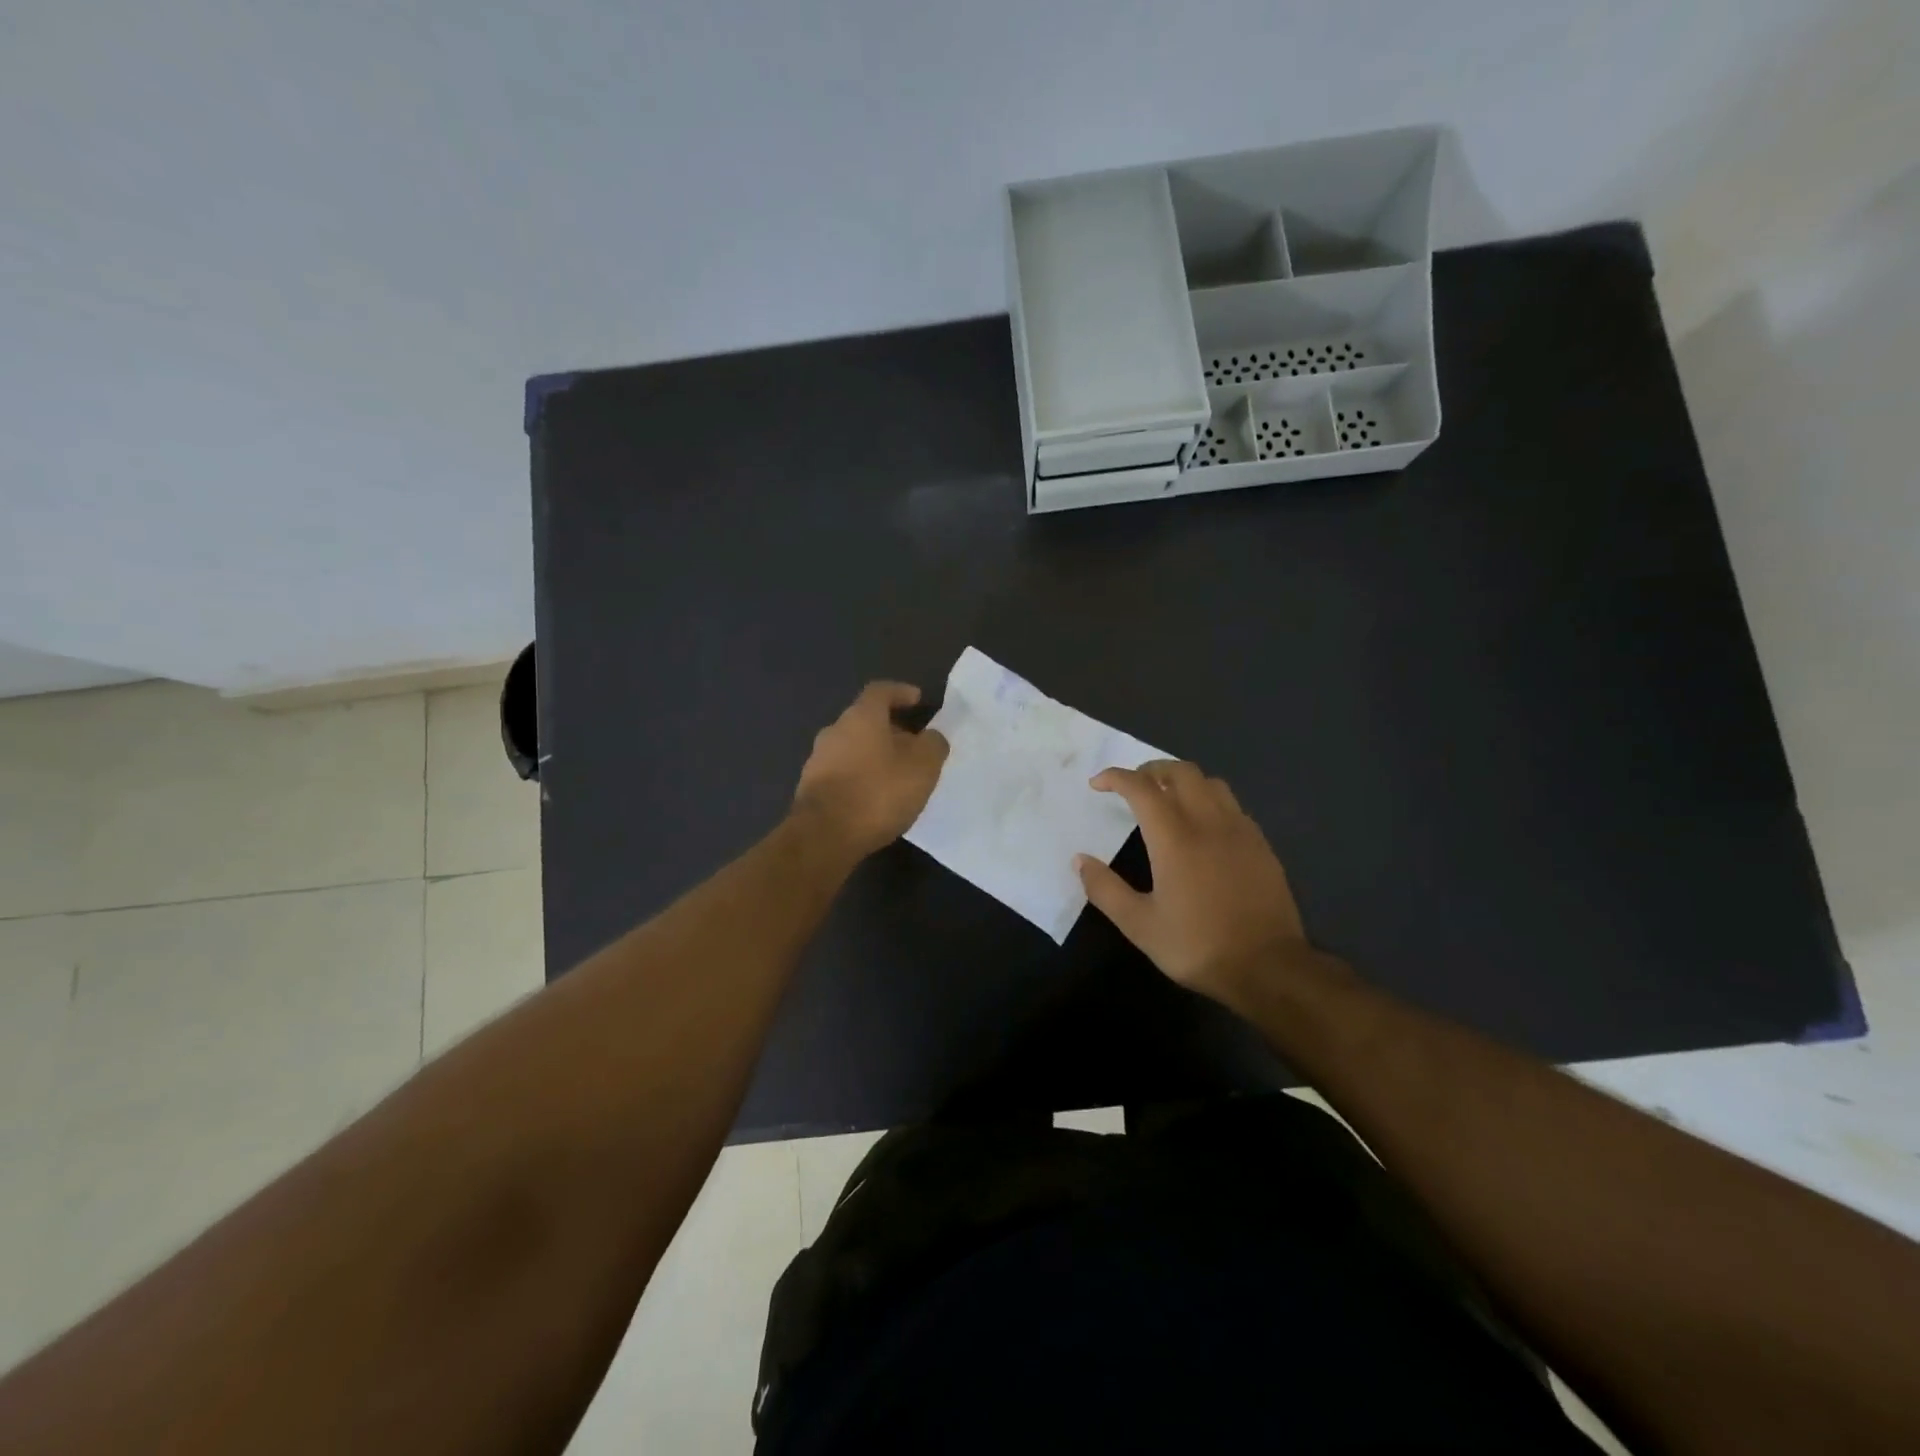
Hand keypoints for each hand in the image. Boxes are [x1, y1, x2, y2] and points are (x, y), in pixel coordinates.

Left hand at [792, 682, 949, 860]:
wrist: (824, 836)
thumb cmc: (878, 792)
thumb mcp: (922, 767)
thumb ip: (933, 745)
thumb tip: (931, 737)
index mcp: (860, 717)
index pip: (881, 691)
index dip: (900, 692)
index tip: (917, 700)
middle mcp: (834, 731)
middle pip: (866, 721)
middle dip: (891, 730)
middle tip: (914, 746)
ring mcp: (818, 760)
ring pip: (853, 748)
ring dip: (875, 756)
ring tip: (897, 775)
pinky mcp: (811, 788)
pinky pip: (843, 773)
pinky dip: (861, 777)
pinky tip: (875, 798)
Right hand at [1075, 760, 1318, 1015]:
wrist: (1269, 968)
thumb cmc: (1198, 946)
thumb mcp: (1140, 925)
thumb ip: (1106, 890)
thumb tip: (1080, 861)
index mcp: (1175, 838)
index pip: (1142, 788)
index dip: (1117, 777)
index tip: (1098, 783)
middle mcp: (1209, 823)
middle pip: (1181, 772)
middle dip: (1152, 769)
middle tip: (1133, 785)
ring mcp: (1240, 831)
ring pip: (1211, 783)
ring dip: (1184, 780)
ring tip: (1167, 798)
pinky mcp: (1261, 845)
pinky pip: (1232, 805)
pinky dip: (1210, 800)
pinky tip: (1204, 825)